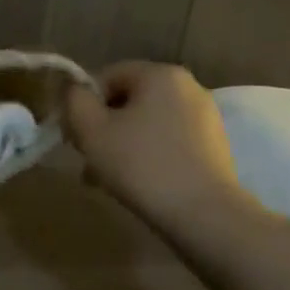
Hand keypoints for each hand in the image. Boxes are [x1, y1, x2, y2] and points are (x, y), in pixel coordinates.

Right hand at [64, 61, 250, 233]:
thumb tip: (75, 90)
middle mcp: (188, 87)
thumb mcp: (91, 129)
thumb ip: (75, 100)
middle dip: (102, 127)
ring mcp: (206, 118)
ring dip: (121, 143)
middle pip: (127, 100)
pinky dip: (147, 155)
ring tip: (106, 177)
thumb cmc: (141, 164)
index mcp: (160, 74)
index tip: (74, 135)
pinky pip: (168, 141)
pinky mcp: (215, 146)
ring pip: (146, 123)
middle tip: (87, 158)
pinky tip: (137, 182)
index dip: (83, 103)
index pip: (106, 76)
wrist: (205, 215)